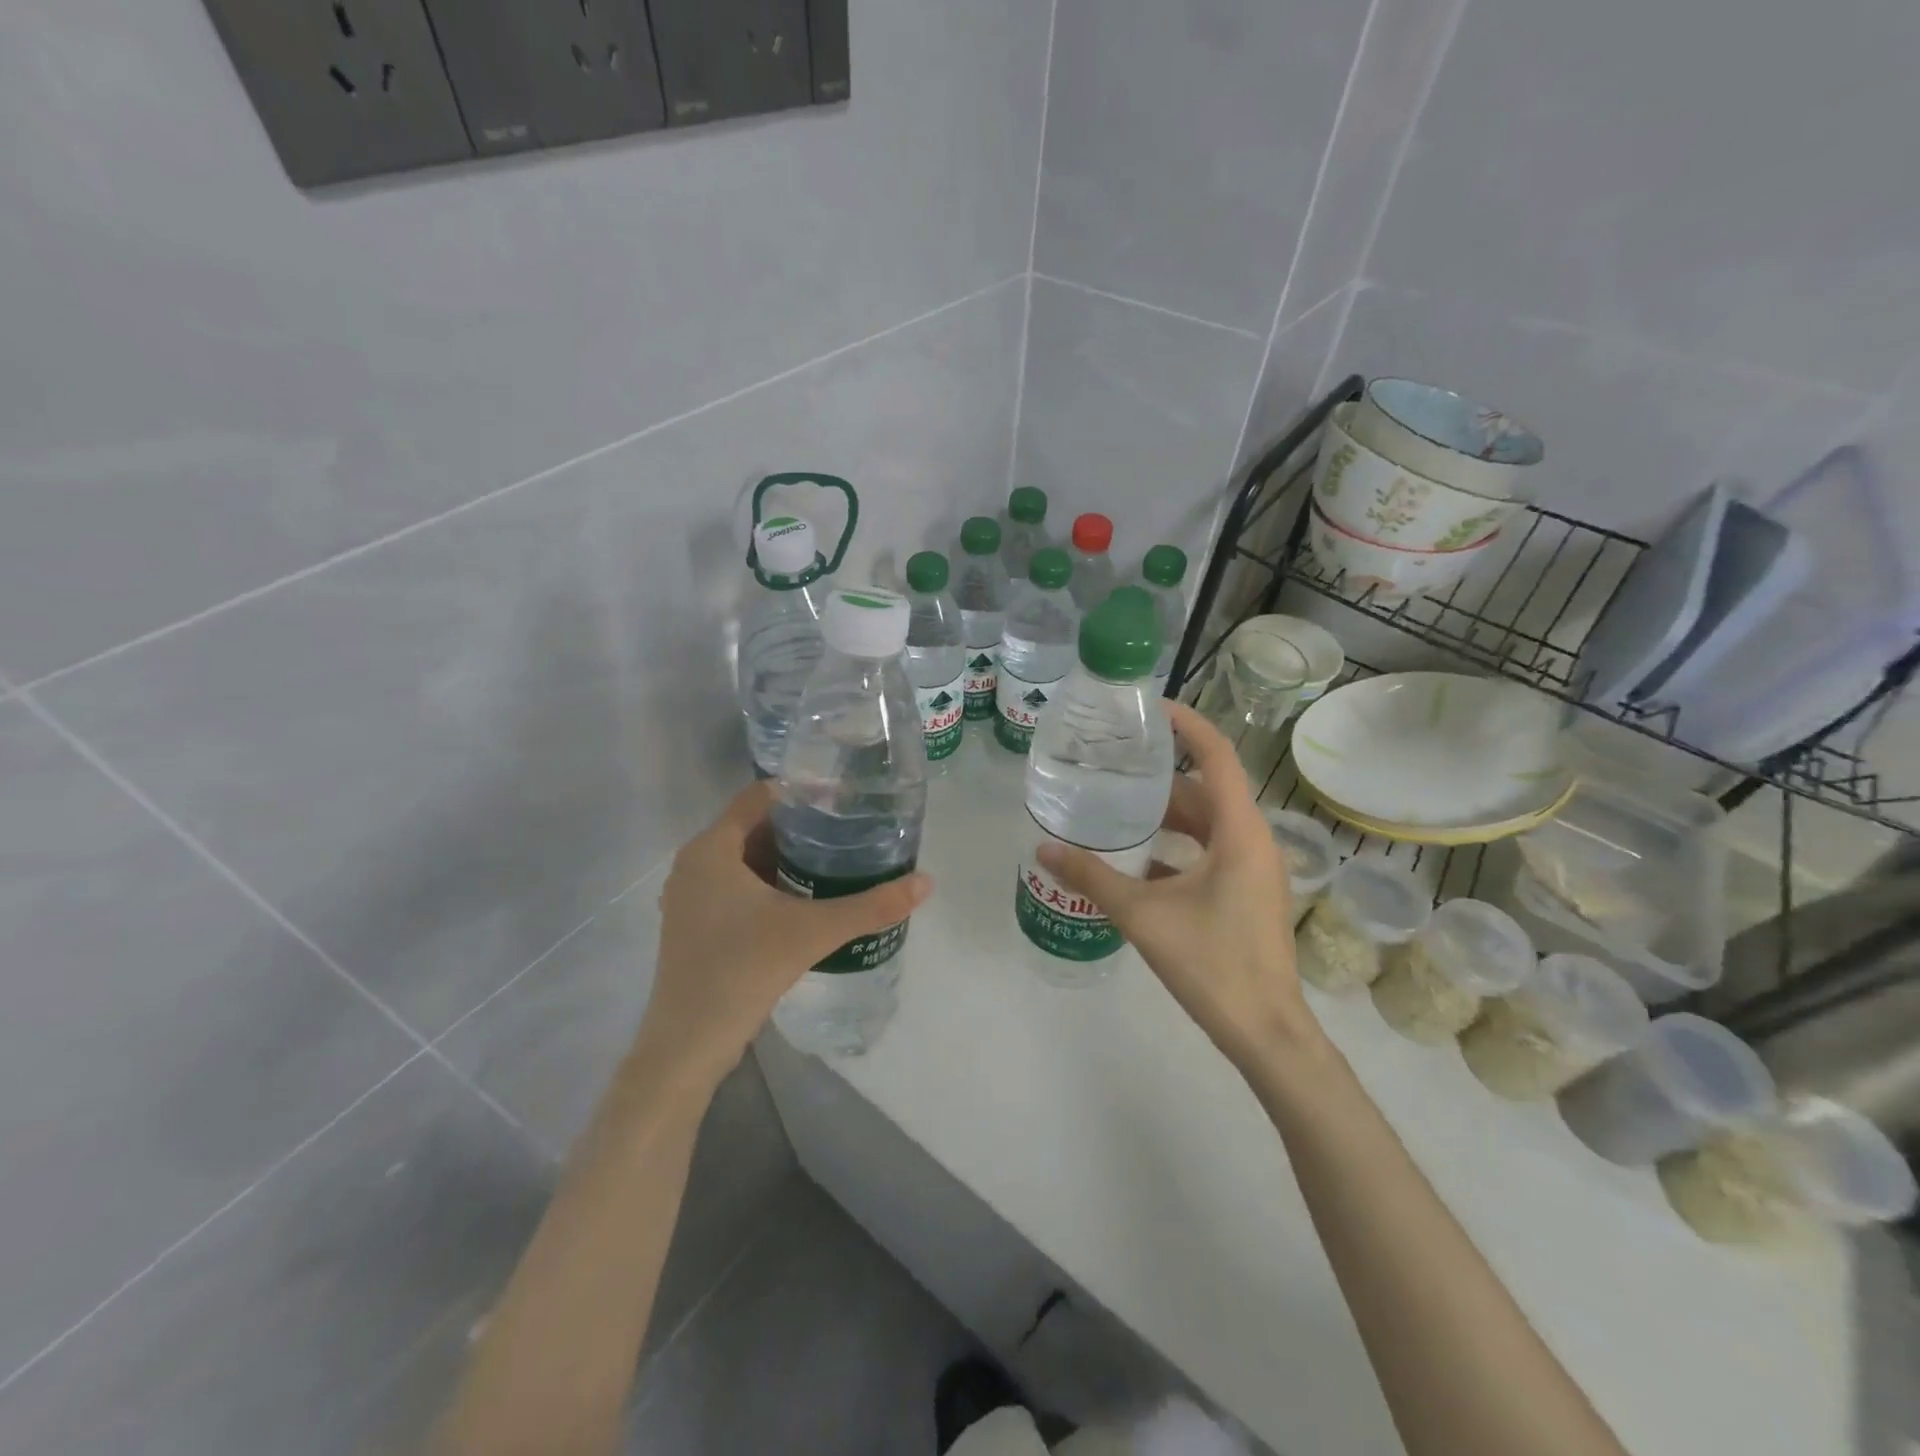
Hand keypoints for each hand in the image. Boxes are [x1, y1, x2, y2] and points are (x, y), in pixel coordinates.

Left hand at [638, 781, 932, 1084]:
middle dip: (800, 828)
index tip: (842, 800)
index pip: (759, 797)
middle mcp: (694, 864)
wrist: (688, 1044)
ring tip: (834, 860)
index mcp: (711, 849)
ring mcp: (690, 896)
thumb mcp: (813, 932)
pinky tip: (803, 899)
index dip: (801, 792)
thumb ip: (871, 906)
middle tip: (847, 831)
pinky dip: (767, 883)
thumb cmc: (742, 971)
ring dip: (784, 858)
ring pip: (744, 859)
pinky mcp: (694, 924)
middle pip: (753, 827)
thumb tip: (926, 882)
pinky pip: (735, 885)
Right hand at [1037, 701, 1319, 1071]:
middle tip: (1115, 762)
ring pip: (1207, 823)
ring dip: (1167, 814)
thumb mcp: (1143, 915)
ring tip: (1118, 806)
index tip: (1147, 708)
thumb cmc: (1212, 963)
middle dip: (1161, 775)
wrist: (1266, 1032)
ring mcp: (1253, 868)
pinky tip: (1136, 860)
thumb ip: (1091, 878)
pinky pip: (1209, 852)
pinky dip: (1176, 846)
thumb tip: (1043, 850)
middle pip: (1205, 789)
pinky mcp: (1246, 893)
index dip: (1185, 724)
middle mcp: (1252, 840)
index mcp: (1239, 831)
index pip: (1216, 755)